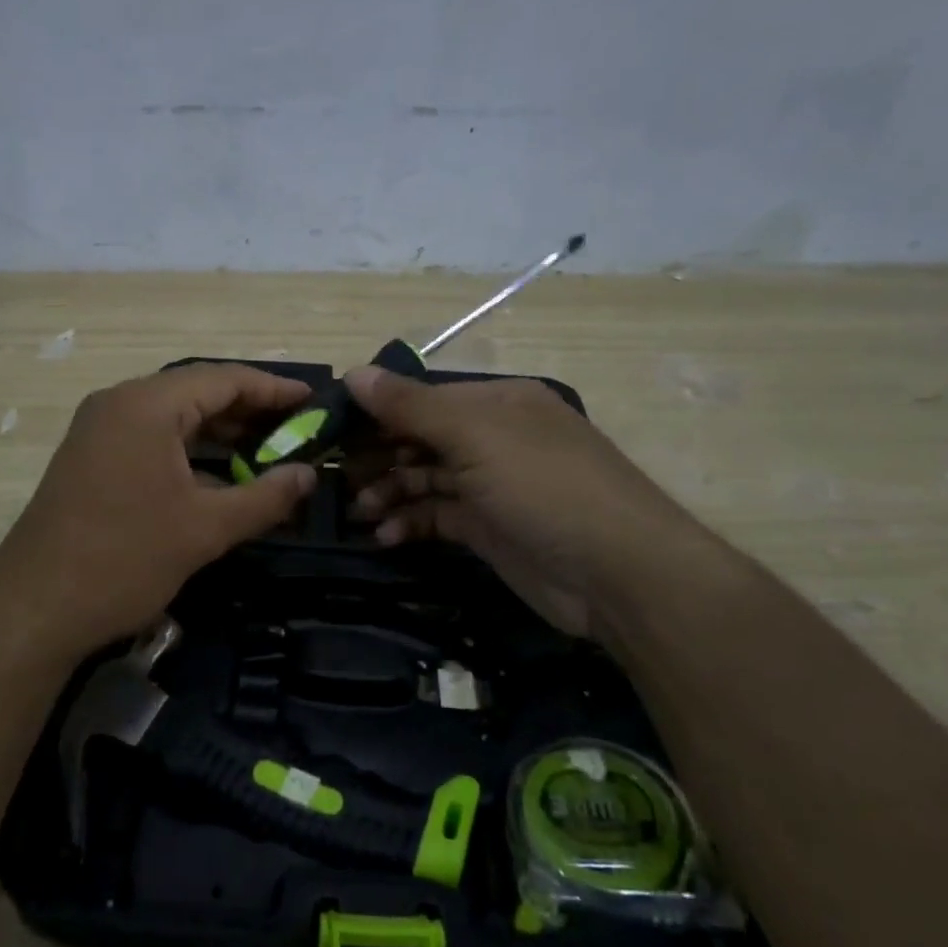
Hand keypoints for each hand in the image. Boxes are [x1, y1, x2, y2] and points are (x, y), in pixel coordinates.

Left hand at [0, 363, 316, 649]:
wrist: (34, 608)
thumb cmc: (124, 559)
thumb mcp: (206, 528)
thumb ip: (265, 496)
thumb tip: (309, 476)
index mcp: (146, 405)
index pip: (223, 378)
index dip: (272, 388)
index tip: (313, 401)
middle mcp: (119, 404)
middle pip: (197, 392)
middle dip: (249, 410)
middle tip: (297, 430)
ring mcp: (99, 430)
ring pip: (173, 417)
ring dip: (219, 432)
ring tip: (267, 451)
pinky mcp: (91, 458)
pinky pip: (152, 438)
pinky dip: (189, 450)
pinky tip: (220, 474)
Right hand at [344, 368, 722, 639]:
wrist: (618, 574)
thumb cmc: (544, 486)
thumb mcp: (476, 436)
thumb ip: (411, 406)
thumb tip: (353, 372)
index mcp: (496, 403)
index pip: (422, 397)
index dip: (376, 410)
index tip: (329, 430)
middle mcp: (493, 438)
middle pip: (420, 438)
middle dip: (378, 455)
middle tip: (334, 477)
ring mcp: (491, 485)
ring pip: (424, 479)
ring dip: (389, 492)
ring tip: (360, 511)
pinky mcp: (489, 528)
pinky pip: (437, 516)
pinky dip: (410, 523)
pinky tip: (386, 536)